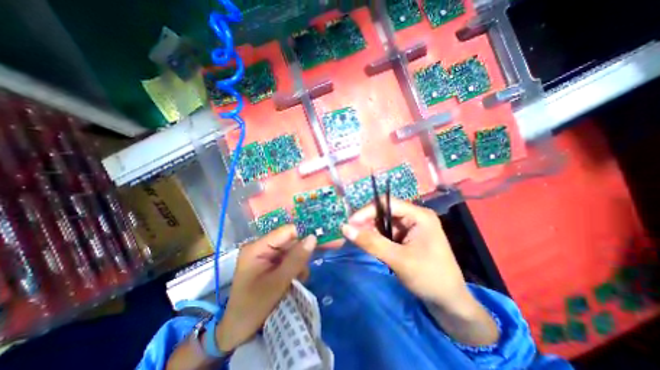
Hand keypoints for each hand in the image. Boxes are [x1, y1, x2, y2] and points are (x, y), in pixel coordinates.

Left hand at [216, 225, 314, 352]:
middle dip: (301, 252)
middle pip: (289, 240)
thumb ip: (296, 259)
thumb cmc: (253, 308)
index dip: (303, 234)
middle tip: (306, 267)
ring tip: (299, 279)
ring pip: (291, 250)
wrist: (237, 332)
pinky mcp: (270, 264)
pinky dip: (295, 268)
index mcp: (258, 247)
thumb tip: (313, 237)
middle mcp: (262, 247)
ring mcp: (266, 256)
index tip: (319, 241)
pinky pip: (288, 259)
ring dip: (299, 263)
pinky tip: (295, 280)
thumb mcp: (278, 283)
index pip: (286, 231)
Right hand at [343, 199, 471, 312]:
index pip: (387, 204)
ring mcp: (411, 227)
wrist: (449, 303)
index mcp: (419, 215)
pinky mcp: (407, 237)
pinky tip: (369, 244)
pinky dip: (376, 237)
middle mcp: (414, 216)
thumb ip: (371, 243)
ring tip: (358, 239)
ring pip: (384, 222)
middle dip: (367, 221)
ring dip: (370, 230)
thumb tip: (345, 228)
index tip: (350, 223)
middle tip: (351, 233)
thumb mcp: (398, 260)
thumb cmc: (429, 278)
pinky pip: (387, 232)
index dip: (367, 211)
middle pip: (384, 212)